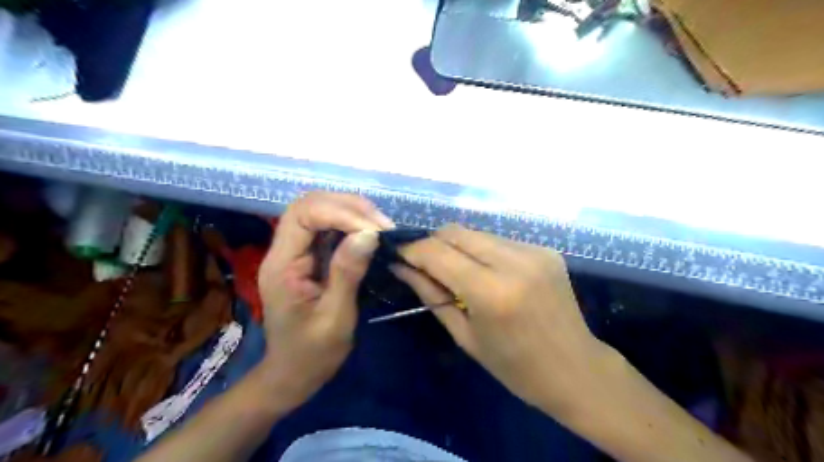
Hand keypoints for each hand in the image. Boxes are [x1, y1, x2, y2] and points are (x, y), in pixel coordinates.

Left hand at [257, 191, 393, 403]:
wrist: (292, 374)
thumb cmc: (312, 354)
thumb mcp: (335, 318)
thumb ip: (348, 273)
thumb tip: (369, 233)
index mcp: (282, 265)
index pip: (303, 215)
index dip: (340, 213)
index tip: (375, 230)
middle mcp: (283, 251)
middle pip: (308, 204)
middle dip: (347, 206)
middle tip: (382, 224)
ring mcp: (294, 252)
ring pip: (318, 210)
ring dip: (351, 211)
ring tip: (380, 225)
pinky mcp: (307, 257)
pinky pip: (326, 227)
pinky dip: (350, 222)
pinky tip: (369, 232)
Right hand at [396, 226, 613, 416]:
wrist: (575, 369)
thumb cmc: (514, 366)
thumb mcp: (464, 335)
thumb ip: (431, 294)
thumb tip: (401, 267)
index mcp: (491, 291)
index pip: (437, 252)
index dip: (412, 249)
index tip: (399, 255)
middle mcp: (514, 261)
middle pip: (456, 231)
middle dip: (433, 243)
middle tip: (423, 263)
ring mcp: (533, 251)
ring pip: (476, 232)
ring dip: (457, 246)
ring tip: (455, 271)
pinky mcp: (544, 249)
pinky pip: (499, 241)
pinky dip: (482, 251)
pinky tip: (486, 272)